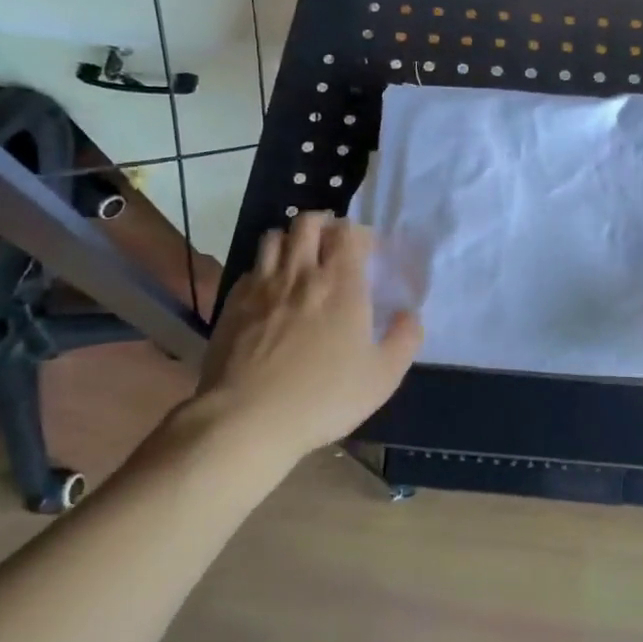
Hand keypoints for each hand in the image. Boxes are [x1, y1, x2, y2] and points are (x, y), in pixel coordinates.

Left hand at [189, 213, 421, 462]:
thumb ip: (405, 339)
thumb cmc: (323, 397)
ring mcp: (261, 286)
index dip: (359, 233)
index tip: (368, 252)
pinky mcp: (232, 303)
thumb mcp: (383, 376)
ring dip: (291, 240)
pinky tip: (271, 291)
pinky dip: (265, 268)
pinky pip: (251, 268)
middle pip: (307, 222)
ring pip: (273, 237)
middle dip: (324, 224)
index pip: (348, 232)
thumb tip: (410, 315)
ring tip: (300, 259)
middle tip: (333, 244)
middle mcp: (300, 273)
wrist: (248, 419)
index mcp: (340, 283)